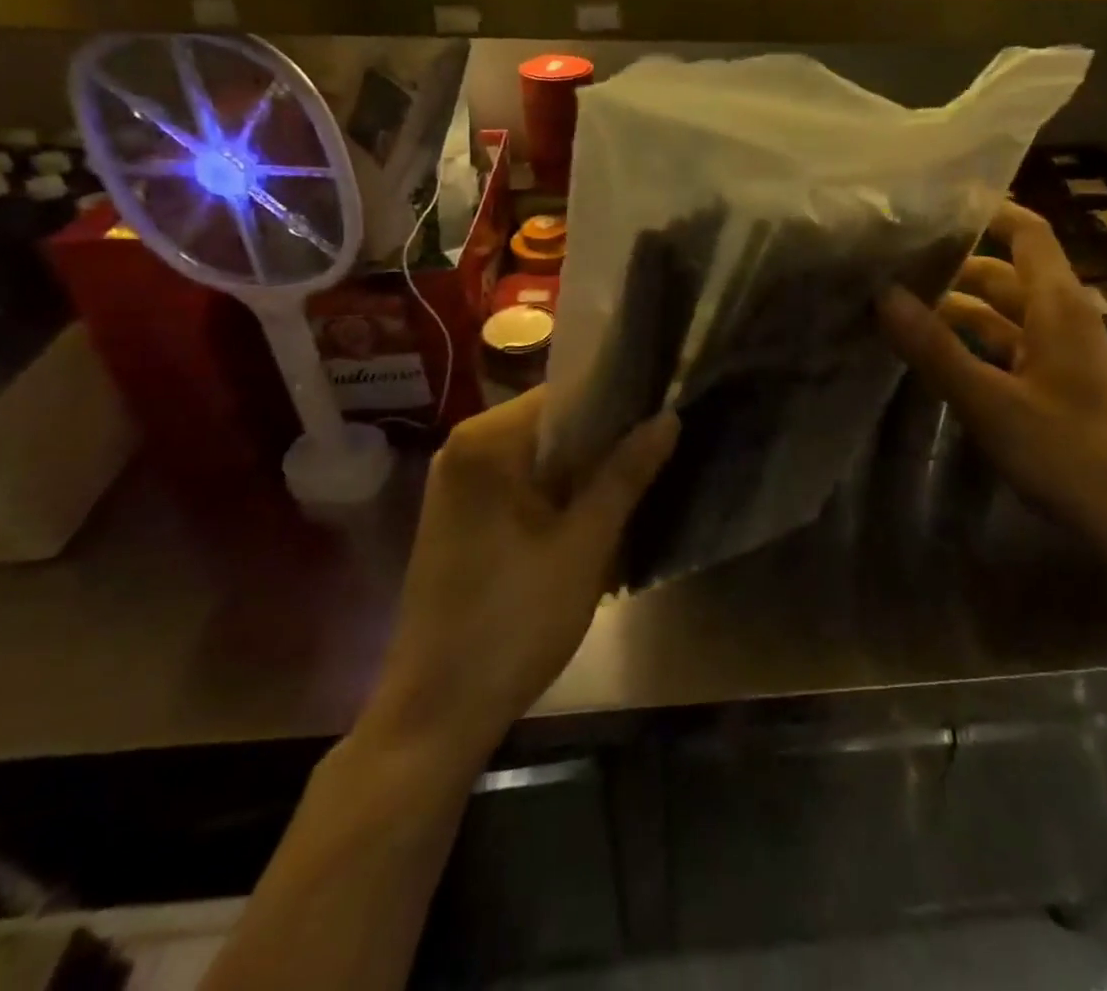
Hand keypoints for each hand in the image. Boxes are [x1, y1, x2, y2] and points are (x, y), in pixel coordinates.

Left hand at [360, 387, 677, 759]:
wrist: (437, 713)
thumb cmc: (514, 620)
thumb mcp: (585, 544)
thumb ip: (626, 474)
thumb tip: (668, 417)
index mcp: (485, 442)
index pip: (564, 393)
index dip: (617, 400)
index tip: (662, 407)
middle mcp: (463, 451)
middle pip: (550, 425)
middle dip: (604, 438)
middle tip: (660, 446)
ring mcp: (457, 487)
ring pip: (538, 458)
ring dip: (584, 469)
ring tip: (641, 473)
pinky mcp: (462, 520)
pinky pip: (520, 485)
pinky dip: (557, 493)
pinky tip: (595, 512)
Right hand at [877, 201, 1106, 577]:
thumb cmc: (1069, 454)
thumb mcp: (990, 402)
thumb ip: (935, 349)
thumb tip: (883, 294)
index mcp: (1058, 305)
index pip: (1027, 232)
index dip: (989, 209)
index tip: (936, 201)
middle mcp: (1062, 318)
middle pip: (1006, 272)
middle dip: (955, 263)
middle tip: (896, 258)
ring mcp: (1060, 354)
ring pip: (1003, 313)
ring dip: (958, 307)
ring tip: (900, 303)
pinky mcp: (1055, 385)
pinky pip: (1007, 346)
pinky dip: (972, 342)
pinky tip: (934, 351)